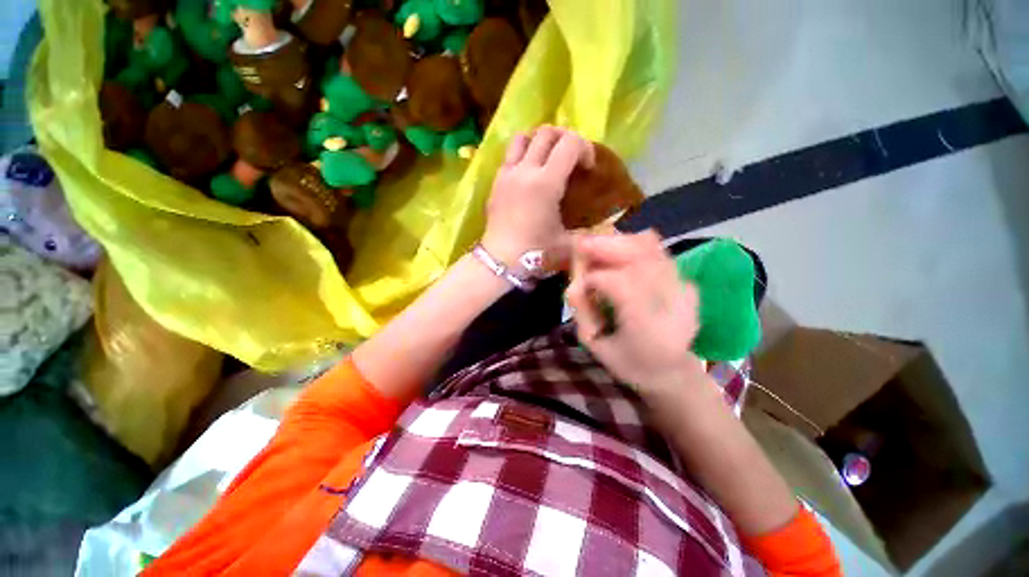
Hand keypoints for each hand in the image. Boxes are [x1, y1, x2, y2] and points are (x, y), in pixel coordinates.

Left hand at [482, 126, 594, 264]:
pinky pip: (510, 154)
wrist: (500, 261)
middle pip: (546, 132)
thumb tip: (607, 225)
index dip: (585, 148)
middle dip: (565, 138)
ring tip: (548, 157)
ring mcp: (507, 174)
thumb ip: (590, 230)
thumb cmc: (535, 254)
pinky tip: (530, 173)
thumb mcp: (569, 243)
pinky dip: (523, 153)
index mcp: (546, 183)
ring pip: (523, 137)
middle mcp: (525, 170)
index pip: (570, 143)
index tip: (587, 168)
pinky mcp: (496, 181)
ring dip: (540, 140)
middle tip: (571, 157)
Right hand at [567, 231, 704, 391]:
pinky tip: (618, 251)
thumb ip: (582, 313)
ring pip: (651, 248)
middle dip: (605, 246)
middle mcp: (672, 302)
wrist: (671, 371)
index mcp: (648, 326)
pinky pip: (659, 252)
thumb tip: (573, 284)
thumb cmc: (629, 364)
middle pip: (639, 256)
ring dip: (619, 242)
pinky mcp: (686, 283)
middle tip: (581, 244)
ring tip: (597, 245)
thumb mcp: (596, 346)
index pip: (620, 284)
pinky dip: (634, 245)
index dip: (594, 278)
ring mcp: (684, 289)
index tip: (580, 284)